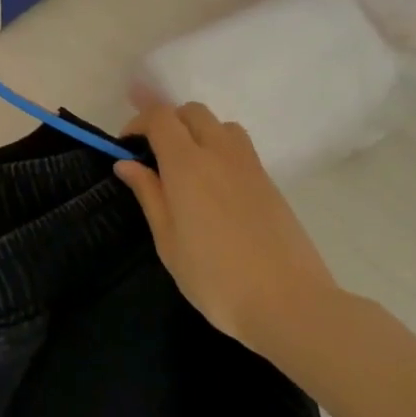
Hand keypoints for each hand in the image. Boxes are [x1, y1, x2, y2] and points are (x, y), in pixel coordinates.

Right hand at [114, 97, 342, 358]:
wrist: (289, 304)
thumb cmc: (214, 277)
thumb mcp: (167, 240)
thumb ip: (149, 194)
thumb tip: (127, 164)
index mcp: (187, 165)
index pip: (161, 118)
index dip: (139, 123)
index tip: (126, 148)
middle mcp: (220, 154)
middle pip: (193, 112)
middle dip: (168, 122)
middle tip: (154, 155)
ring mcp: (250, 167)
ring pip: (221, 126)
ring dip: (198, 133)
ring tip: (186, 168)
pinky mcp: (271, 184)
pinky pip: (240, 149)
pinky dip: (220, 151)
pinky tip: (213, 189)